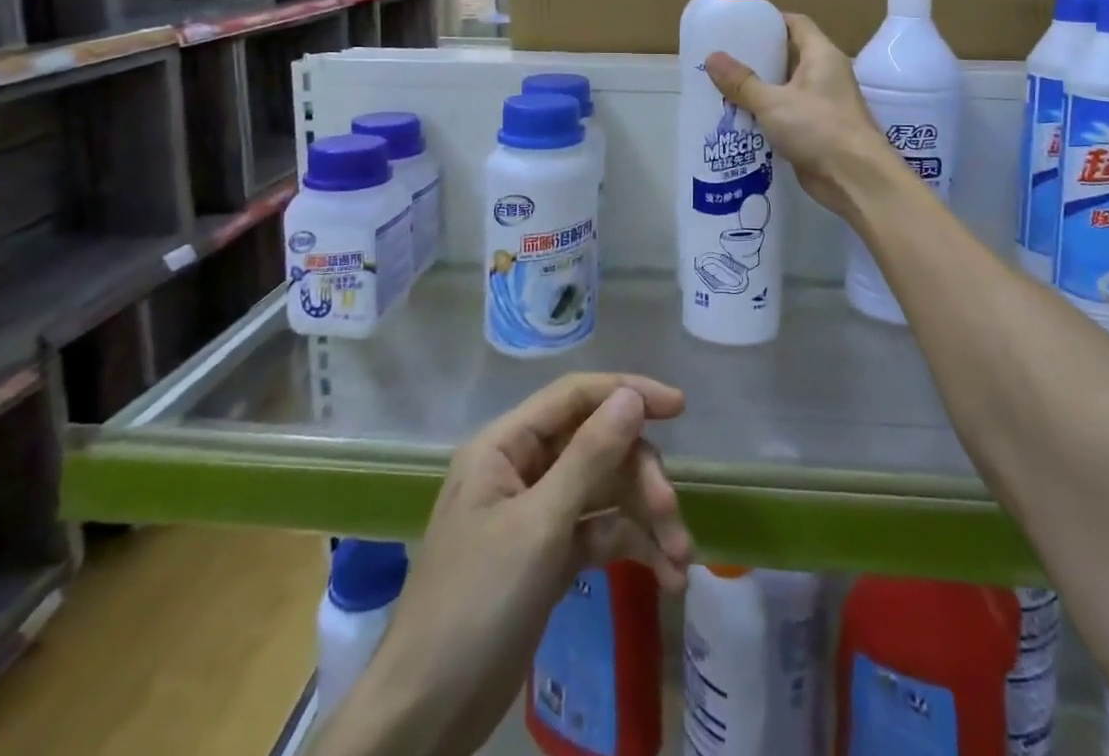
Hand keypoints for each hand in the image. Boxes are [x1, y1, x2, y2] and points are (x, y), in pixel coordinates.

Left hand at [327, 375, 690, 755]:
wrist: (427, 716)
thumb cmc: (477, 603)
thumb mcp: (539, 526)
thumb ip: (589, 457)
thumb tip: (631, 396)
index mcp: (505, 446)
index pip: (575, 397)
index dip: (627, 393)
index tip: (678, 408)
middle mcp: (522, 468)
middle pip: (598, 447)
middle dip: (640, 477)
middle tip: (672, 513)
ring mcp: (538, 513)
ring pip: (605, 491)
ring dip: (646, 518)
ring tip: (681, 560)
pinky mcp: (550, 555)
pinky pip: (600, 532)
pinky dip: (633, 548)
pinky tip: (667, 577)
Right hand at [706, 14, 899, 219]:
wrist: (855, 179)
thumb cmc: (818, 128)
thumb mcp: (773, 102)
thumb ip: (742, 82)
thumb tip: (712, 57)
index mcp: (822, 55)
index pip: (796, 24)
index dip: (769, 21)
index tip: (739, 25)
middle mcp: (825, 74)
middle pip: (789, 55)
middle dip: (757, 58)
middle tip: (723, 59)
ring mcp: (823, 103)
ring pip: (786, 87)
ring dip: (759, 89)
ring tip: (723, 87)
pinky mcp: (817, 129)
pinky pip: (787, 113)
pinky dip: (766, 114)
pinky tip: (739, 118)